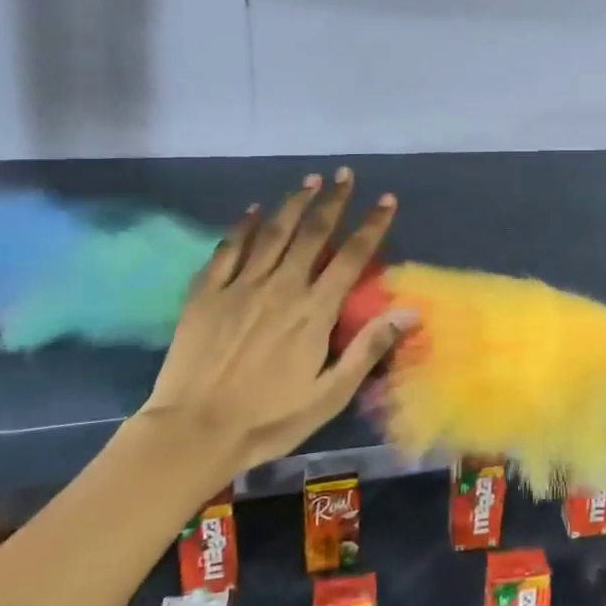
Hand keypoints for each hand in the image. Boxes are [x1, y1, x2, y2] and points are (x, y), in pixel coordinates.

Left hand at [134, 169, 414, 479]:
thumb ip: (369, 347)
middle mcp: (281, 287)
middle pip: (312, 234)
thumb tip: (411, 310)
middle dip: (332, 201)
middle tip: (344, 174)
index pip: (351, 257)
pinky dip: (241, 226)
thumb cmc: (269, 419)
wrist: (194, 431)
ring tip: (308, 180)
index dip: (372, 226)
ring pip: (272, 233)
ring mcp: (240, 287)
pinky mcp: (206, 294)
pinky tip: (252, 210)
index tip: (385, 200)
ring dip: (293, 204)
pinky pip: (227, 250)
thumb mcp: (330, 393)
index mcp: (314, 311)